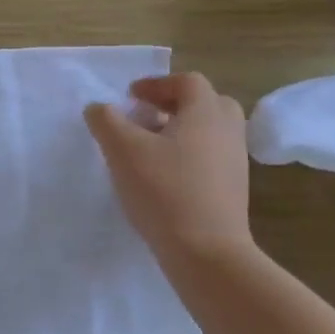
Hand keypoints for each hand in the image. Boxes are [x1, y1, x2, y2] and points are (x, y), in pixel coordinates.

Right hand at [85, 73, 252, 266]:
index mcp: (205, 113)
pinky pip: (211, 157)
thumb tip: (99, 108)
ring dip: (181, 130)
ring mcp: (235, 162)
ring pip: (210, 132)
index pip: (187, 82)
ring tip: (148, 148)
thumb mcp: (121, 149)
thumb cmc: (163, 190)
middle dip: (175, 104)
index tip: (130, 97)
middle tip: (145, 117)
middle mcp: (227, 132)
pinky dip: (189, 155)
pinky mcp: (233, 189)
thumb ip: (106, 120)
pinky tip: (162, 176)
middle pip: (207, 103)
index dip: (156, 84)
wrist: (206, 251)